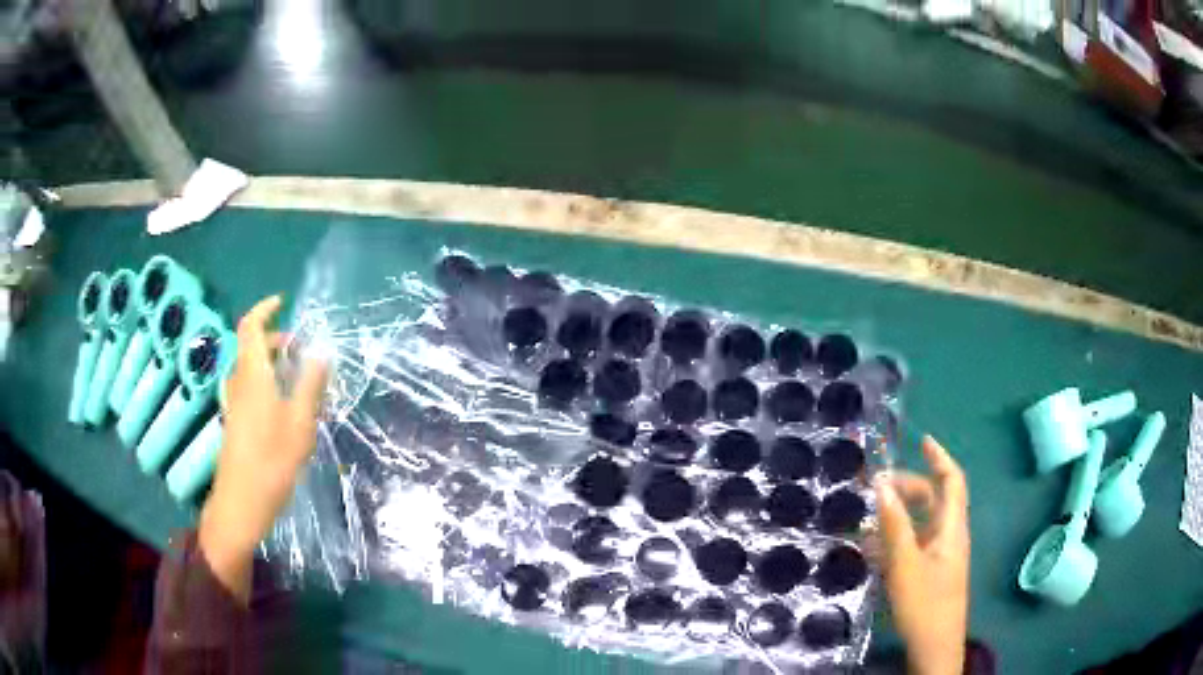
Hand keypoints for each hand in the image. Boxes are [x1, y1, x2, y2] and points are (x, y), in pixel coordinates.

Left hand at [198, 295, 327, 602]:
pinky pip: (249, 387)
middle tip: (300, 346)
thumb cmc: (271, 460)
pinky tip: (283, 404)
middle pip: (250, 346)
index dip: (264, 309)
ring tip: (296, 374)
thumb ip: (310, 385)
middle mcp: (238, 382)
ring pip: (249, 368)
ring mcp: (234, 403)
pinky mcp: (235, 421)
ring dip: (270, 361)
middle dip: (273, 338)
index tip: (282, 302)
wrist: (241, 502)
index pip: (250, 326)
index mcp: (252, 374)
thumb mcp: (300, 422)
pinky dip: (265, 381)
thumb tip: (321, 352)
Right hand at [876, 436, 969, 674]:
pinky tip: (873, 548)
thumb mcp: (905, 563)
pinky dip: (895, 538)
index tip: (922, 441)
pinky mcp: (929, 572)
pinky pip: (913, 545)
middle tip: (877, 486)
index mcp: (951, 528)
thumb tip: (881, 484)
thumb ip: (894, 524)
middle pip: (933, 500)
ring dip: (898, 515)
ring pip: (921, 523)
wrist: (933, 645)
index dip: (940, 458)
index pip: (952, 481)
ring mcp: (939, 556)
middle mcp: (949, 536)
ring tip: (868, 517)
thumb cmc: (924, 602)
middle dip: (909, 487)